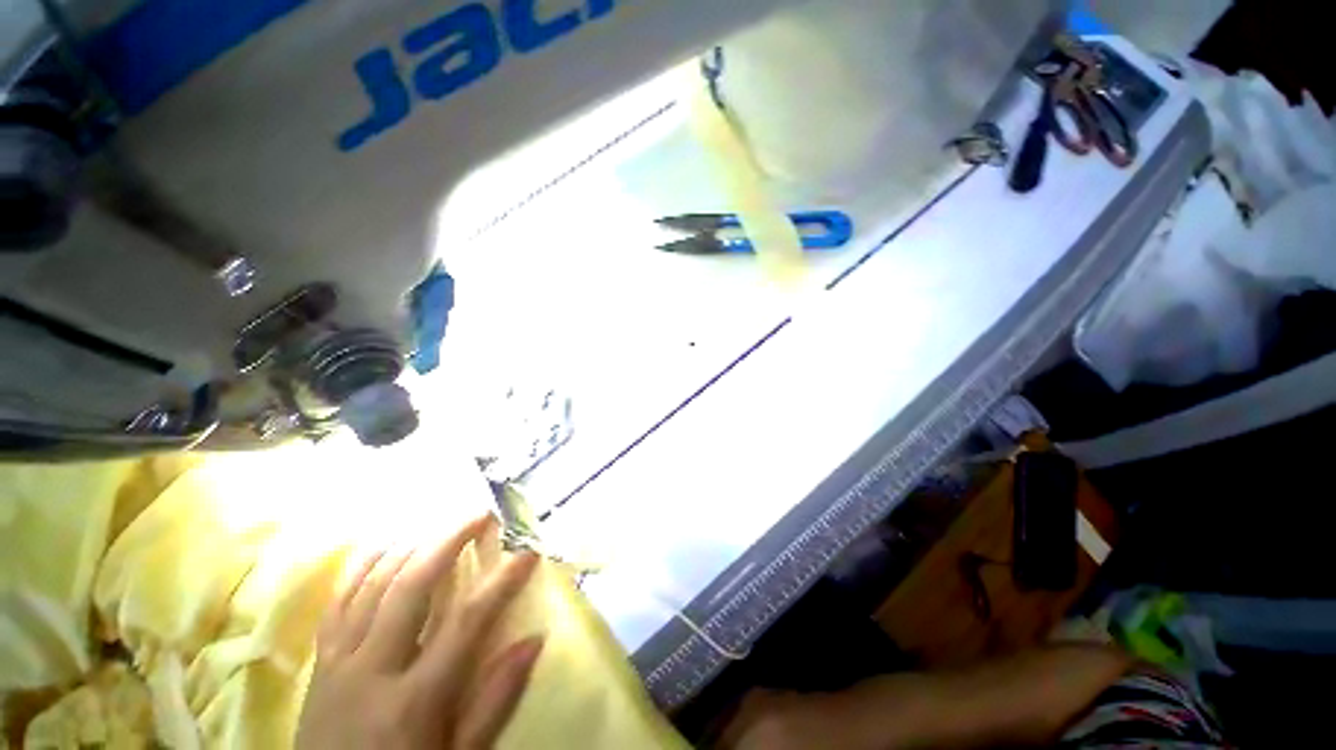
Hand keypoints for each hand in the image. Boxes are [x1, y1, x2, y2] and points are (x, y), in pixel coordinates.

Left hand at [296, 514, 542, 749]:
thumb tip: (534, 640)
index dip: (501, 582)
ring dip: (410, 545)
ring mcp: (339, 663)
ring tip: (440, 519)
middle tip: (480, 513)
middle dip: (449, 541)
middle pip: (411, 588)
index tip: (528, 552)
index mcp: (414, 701)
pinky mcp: (320, 664)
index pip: (466, 624)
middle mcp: (373, 671)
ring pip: (371, 587)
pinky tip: (382, 544)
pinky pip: (337, 604)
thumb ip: (495, 702)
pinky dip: (361, 568)